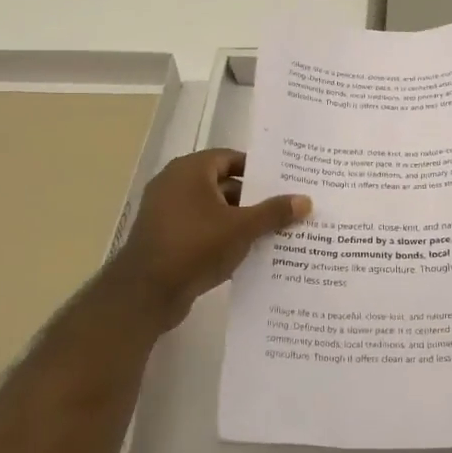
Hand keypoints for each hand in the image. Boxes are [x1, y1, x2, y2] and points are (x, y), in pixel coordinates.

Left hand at [106, 149, 310, 329]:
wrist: (145, 293)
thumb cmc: (194, 246)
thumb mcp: (242, 228)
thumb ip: (273, 212)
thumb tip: (305, 200)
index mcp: (190, 171)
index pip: (231, 159)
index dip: (259, 170)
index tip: (285, 182)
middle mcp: (176, 185)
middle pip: (224, 185)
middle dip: (255, 199)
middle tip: (287, 208)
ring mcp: (168, 214)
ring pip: (214, 211)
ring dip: (241, 221)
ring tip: (276, 232)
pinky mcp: (167, 240)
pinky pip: (202, 232)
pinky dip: (224, 239)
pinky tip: (250, 254)